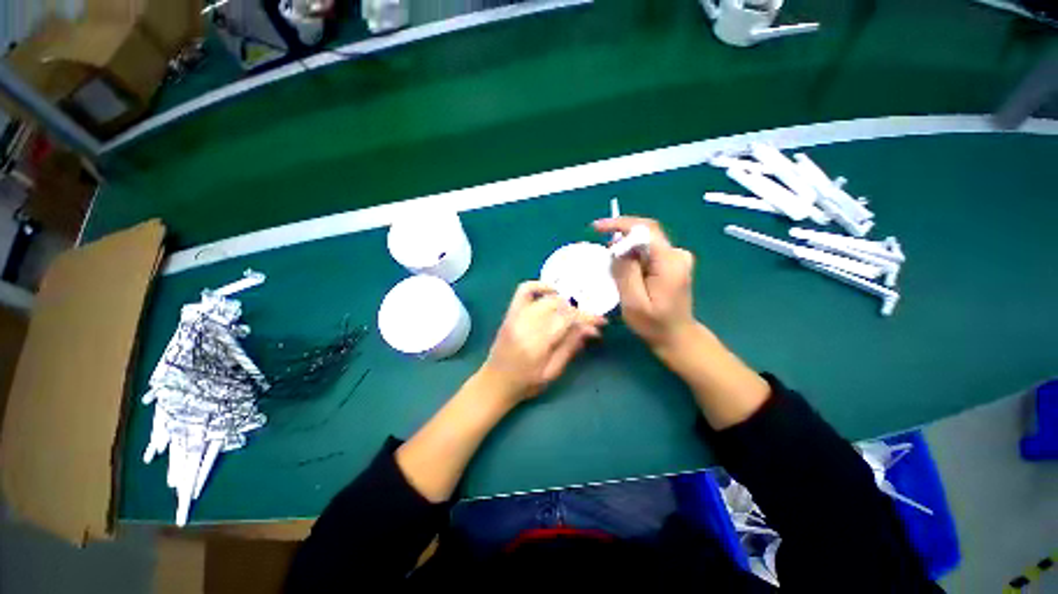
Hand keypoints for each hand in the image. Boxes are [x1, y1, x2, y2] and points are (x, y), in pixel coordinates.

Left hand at [481, 281, 606, 400]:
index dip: (586, 317)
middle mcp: (525, 324)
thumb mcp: (552, 372)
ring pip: (546, 298)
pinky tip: (552, 292)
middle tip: (587, 321)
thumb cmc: (526, 383)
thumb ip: (570, 348)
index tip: (601, 321)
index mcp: (537, 343)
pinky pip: (524, 290)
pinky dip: (539, 286)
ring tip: (572, 311)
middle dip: (577, 310)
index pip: (566, 319)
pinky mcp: (510, 313)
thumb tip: (589, 330)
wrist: (495, 382)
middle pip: (558, 306)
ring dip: (563, 301)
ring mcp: (516, 316)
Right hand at [593, 217, 695, 350]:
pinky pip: (648, 252)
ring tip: (611, 265)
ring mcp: (676, 258)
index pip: (645, 229)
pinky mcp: (672, 264)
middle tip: (602, 250)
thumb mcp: (634, 301)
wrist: (677, 337)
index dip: (620, 224)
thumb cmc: (654, 324)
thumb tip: (618, 247)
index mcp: (669, 262)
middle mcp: (676, 254)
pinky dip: (632, 255)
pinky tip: (624, 270)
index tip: (597, 228)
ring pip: (645, 243)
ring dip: (625, 248)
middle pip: (645, 233)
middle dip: (620, 236)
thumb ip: (626, 272)